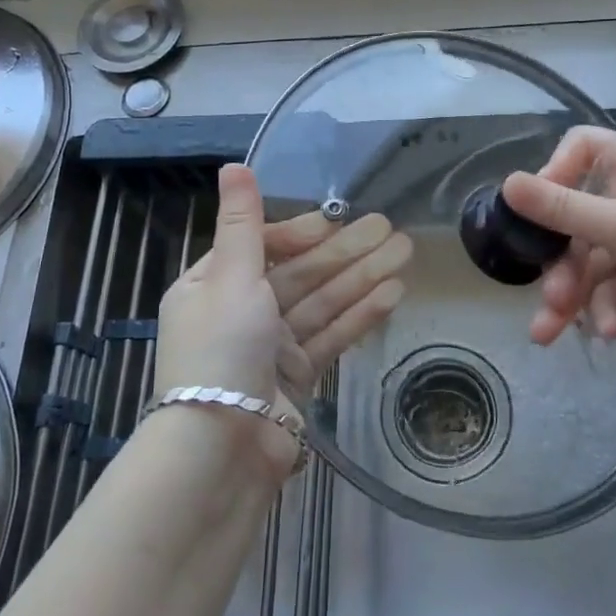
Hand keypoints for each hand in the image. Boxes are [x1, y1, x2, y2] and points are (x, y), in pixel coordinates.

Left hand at [151, 166, 408, 479]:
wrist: (221, 450)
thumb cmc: (221, 348)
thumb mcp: (229, 275)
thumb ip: (241, 221)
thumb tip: (232, 165)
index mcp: (211, 286)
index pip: (261, 247)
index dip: (300, 232)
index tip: (333, 222)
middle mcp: (240, 312)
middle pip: (300, 273)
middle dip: (345, 251)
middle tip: (392, 228)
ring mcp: (271, 347)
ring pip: (323, 302)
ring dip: (363, 277)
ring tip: (405, 252)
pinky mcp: (296, 378)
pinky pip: (331, 335)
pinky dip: (360, 315)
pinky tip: (393, 293)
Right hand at [500, 127, 615, 360]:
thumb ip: (564, 209)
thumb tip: (507, 184)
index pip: (582, 148)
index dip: (554, 173)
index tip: (536, 208)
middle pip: (574, 214)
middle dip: (560, 260)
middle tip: (548, 294)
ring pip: (585, 257)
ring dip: (572, 293)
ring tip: (553, 330)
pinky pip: (605, 283)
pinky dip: (602, 307)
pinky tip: (610, 332)